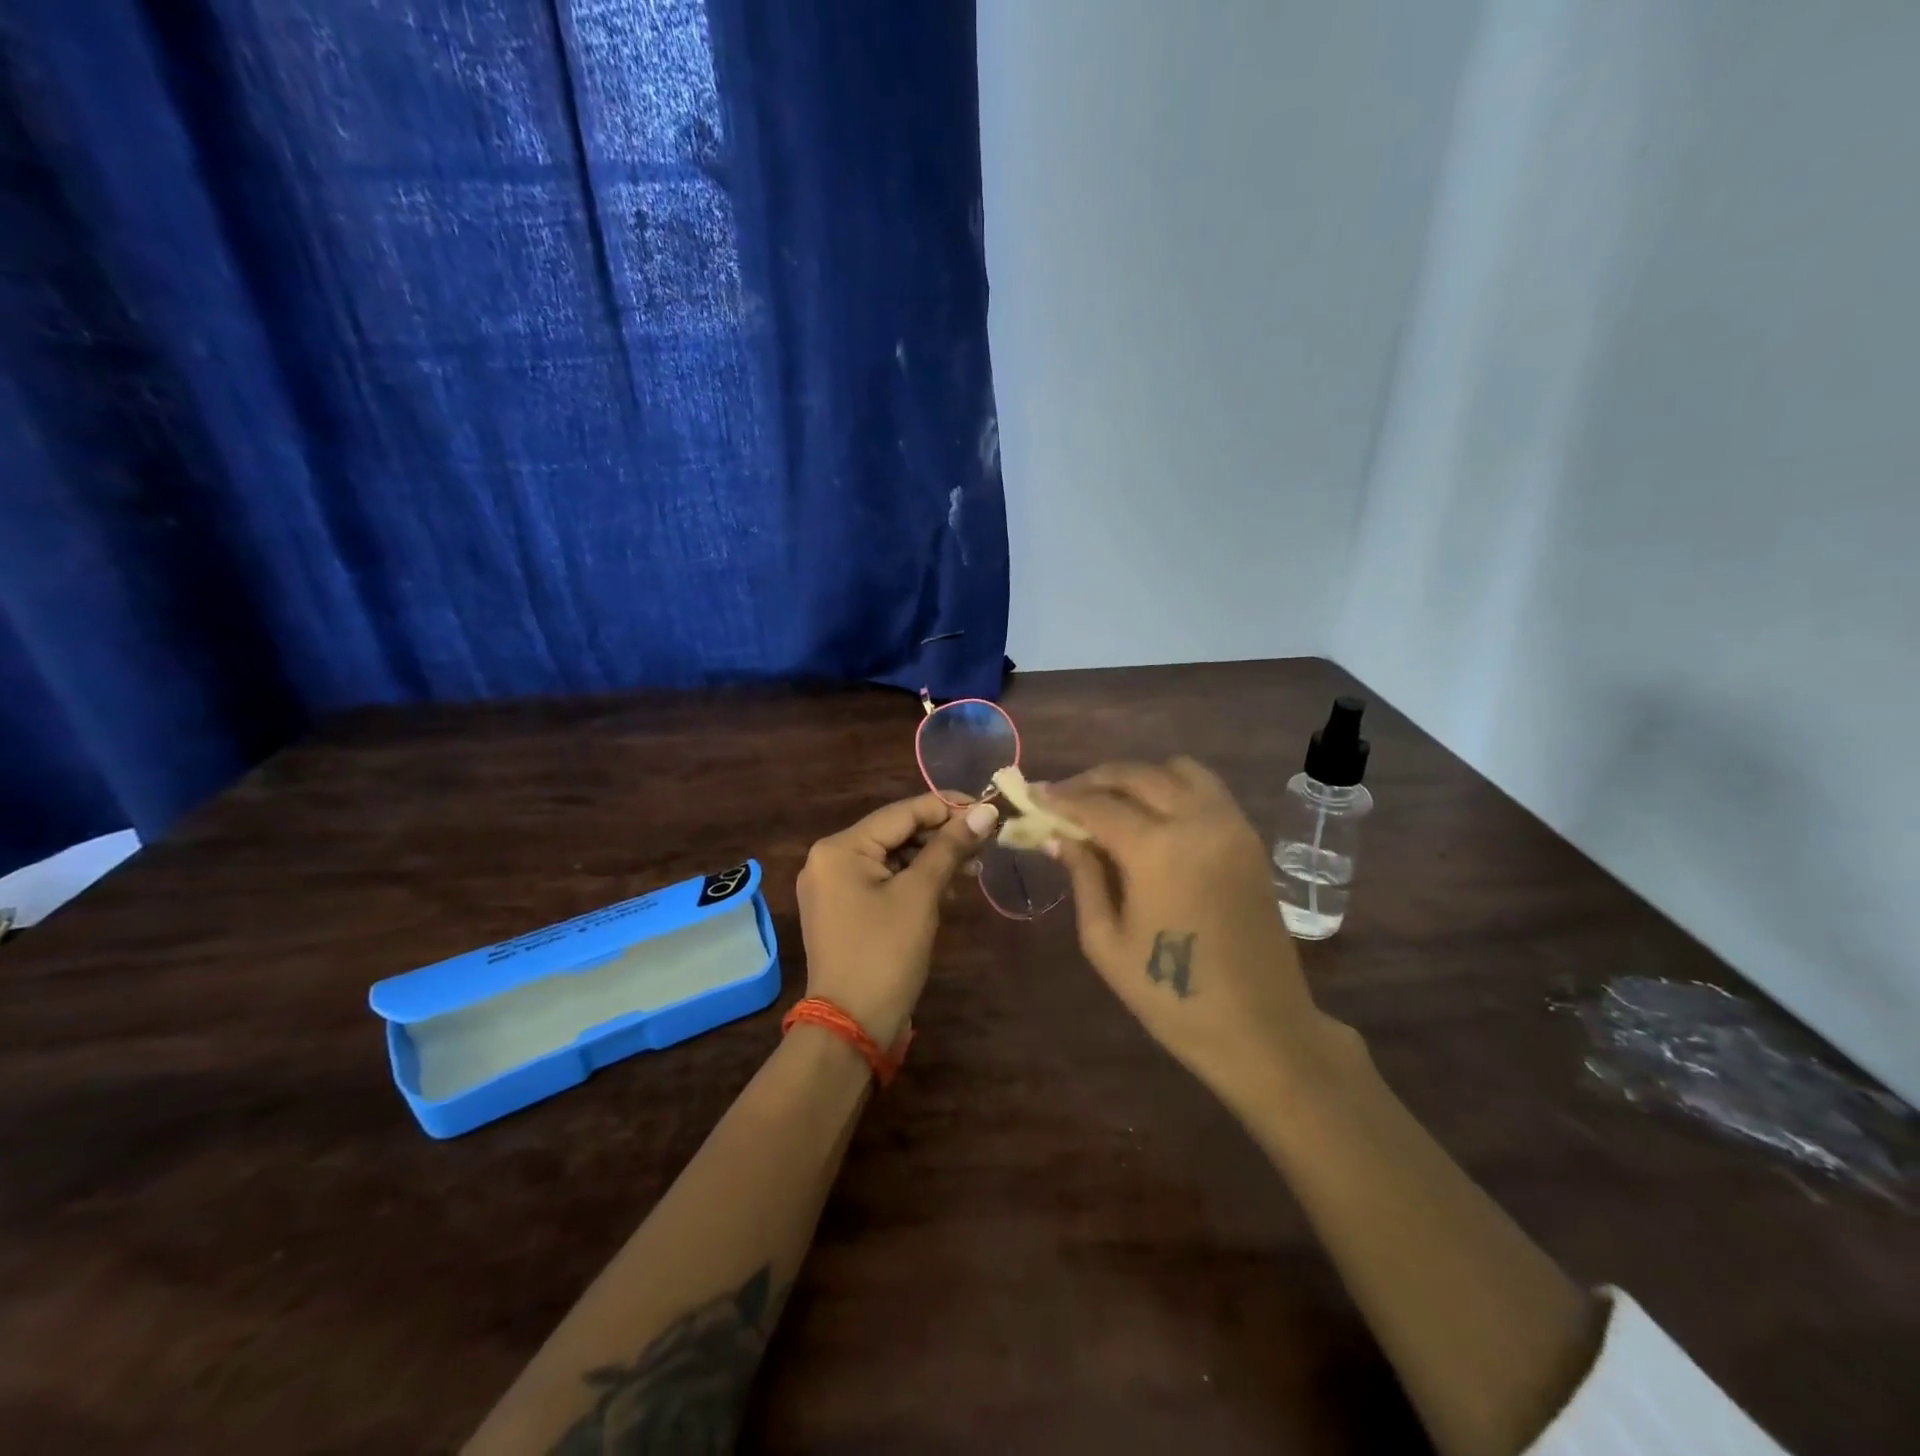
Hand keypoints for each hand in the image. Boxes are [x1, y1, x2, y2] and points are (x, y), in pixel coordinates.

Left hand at [796, 792, 998, 1048]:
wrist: (851, 1026)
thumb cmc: (885, 953)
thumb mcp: (920, 895)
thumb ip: (950, 848)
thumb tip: (985, 811)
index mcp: (840, 848)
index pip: (902, 812)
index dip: (947, 807)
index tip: (988, 810)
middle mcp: (829, 859)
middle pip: (896, 833)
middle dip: (941, 837)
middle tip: (986, 843)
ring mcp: (833, 886)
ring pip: (892, 858)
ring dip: (932, 860)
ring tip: (973, 866)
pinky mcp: (844, 910)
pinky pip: (883, 881)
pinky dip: (914, 881)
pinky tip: (948, 889)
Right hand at [1046, 761, 1355, 1113]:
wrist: (1260, 1028)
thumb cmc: (1171, 996)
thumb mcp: (1106, 942)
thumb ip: (1083, 877)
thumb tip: (1059, 837)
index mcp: (1157, 850)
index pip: (1098, 805)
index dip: (1060, 798)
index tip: (1032, 793)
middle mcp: (1197, 821)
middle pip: (1137, 775)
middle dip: (1094, 779)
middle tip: (1065, 796)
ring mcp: (1230, 825)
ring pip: (1177, 770)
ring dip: (1137, 777)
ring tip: (1110, 801)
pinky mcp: (1249, 837)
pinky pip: (1206, 789)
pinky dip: (1172, 787)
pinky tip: (1151, 814)